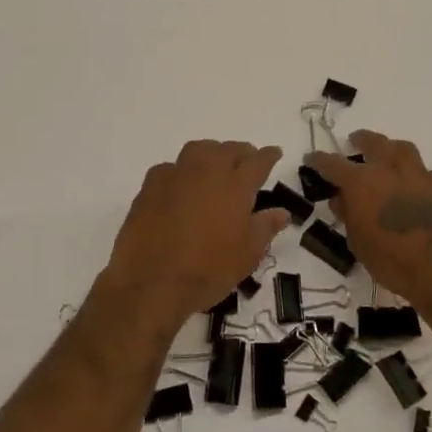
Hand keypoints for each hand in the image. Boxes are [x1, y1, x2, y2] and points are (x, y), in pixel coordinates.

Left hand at [100, 141, 289, 319]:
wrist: (153, 282)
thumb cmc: (209, 270)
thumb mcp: (248, 254)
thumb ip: (265, 227)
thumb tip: (281, 212)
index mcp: (236, 185)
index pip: (258, 161)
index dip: (269, 155)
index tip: (274, 153)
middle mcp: (206, 171)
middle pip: (227, 149)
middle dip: (241, 152)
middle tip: (246, 162)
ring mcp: (175, 176)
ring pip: (197, 150)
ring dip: (211, 154)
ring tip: (214, 167)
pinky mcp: (150, 186)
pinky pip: (170, 168)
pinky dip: (180, 171)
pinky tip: (180, 186)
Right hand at [303, 131, 431, 316]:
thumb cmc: (393, 262)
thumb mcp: (358, 243)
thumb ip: (348, 215)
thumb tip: (342, 199)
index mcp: (361, 183)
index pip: (332, 164)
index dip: (319, 160)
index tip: (312, 159)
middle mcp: (389, 170)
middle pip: (373, 142)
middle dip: (361, 140)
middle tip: (354, 142)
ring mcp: (419, 175)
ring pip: (402, 149)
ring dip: (389, 148)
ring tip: (386, 155)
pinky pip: (424, 171)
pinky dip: (413, 174)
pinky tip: (413, 187)